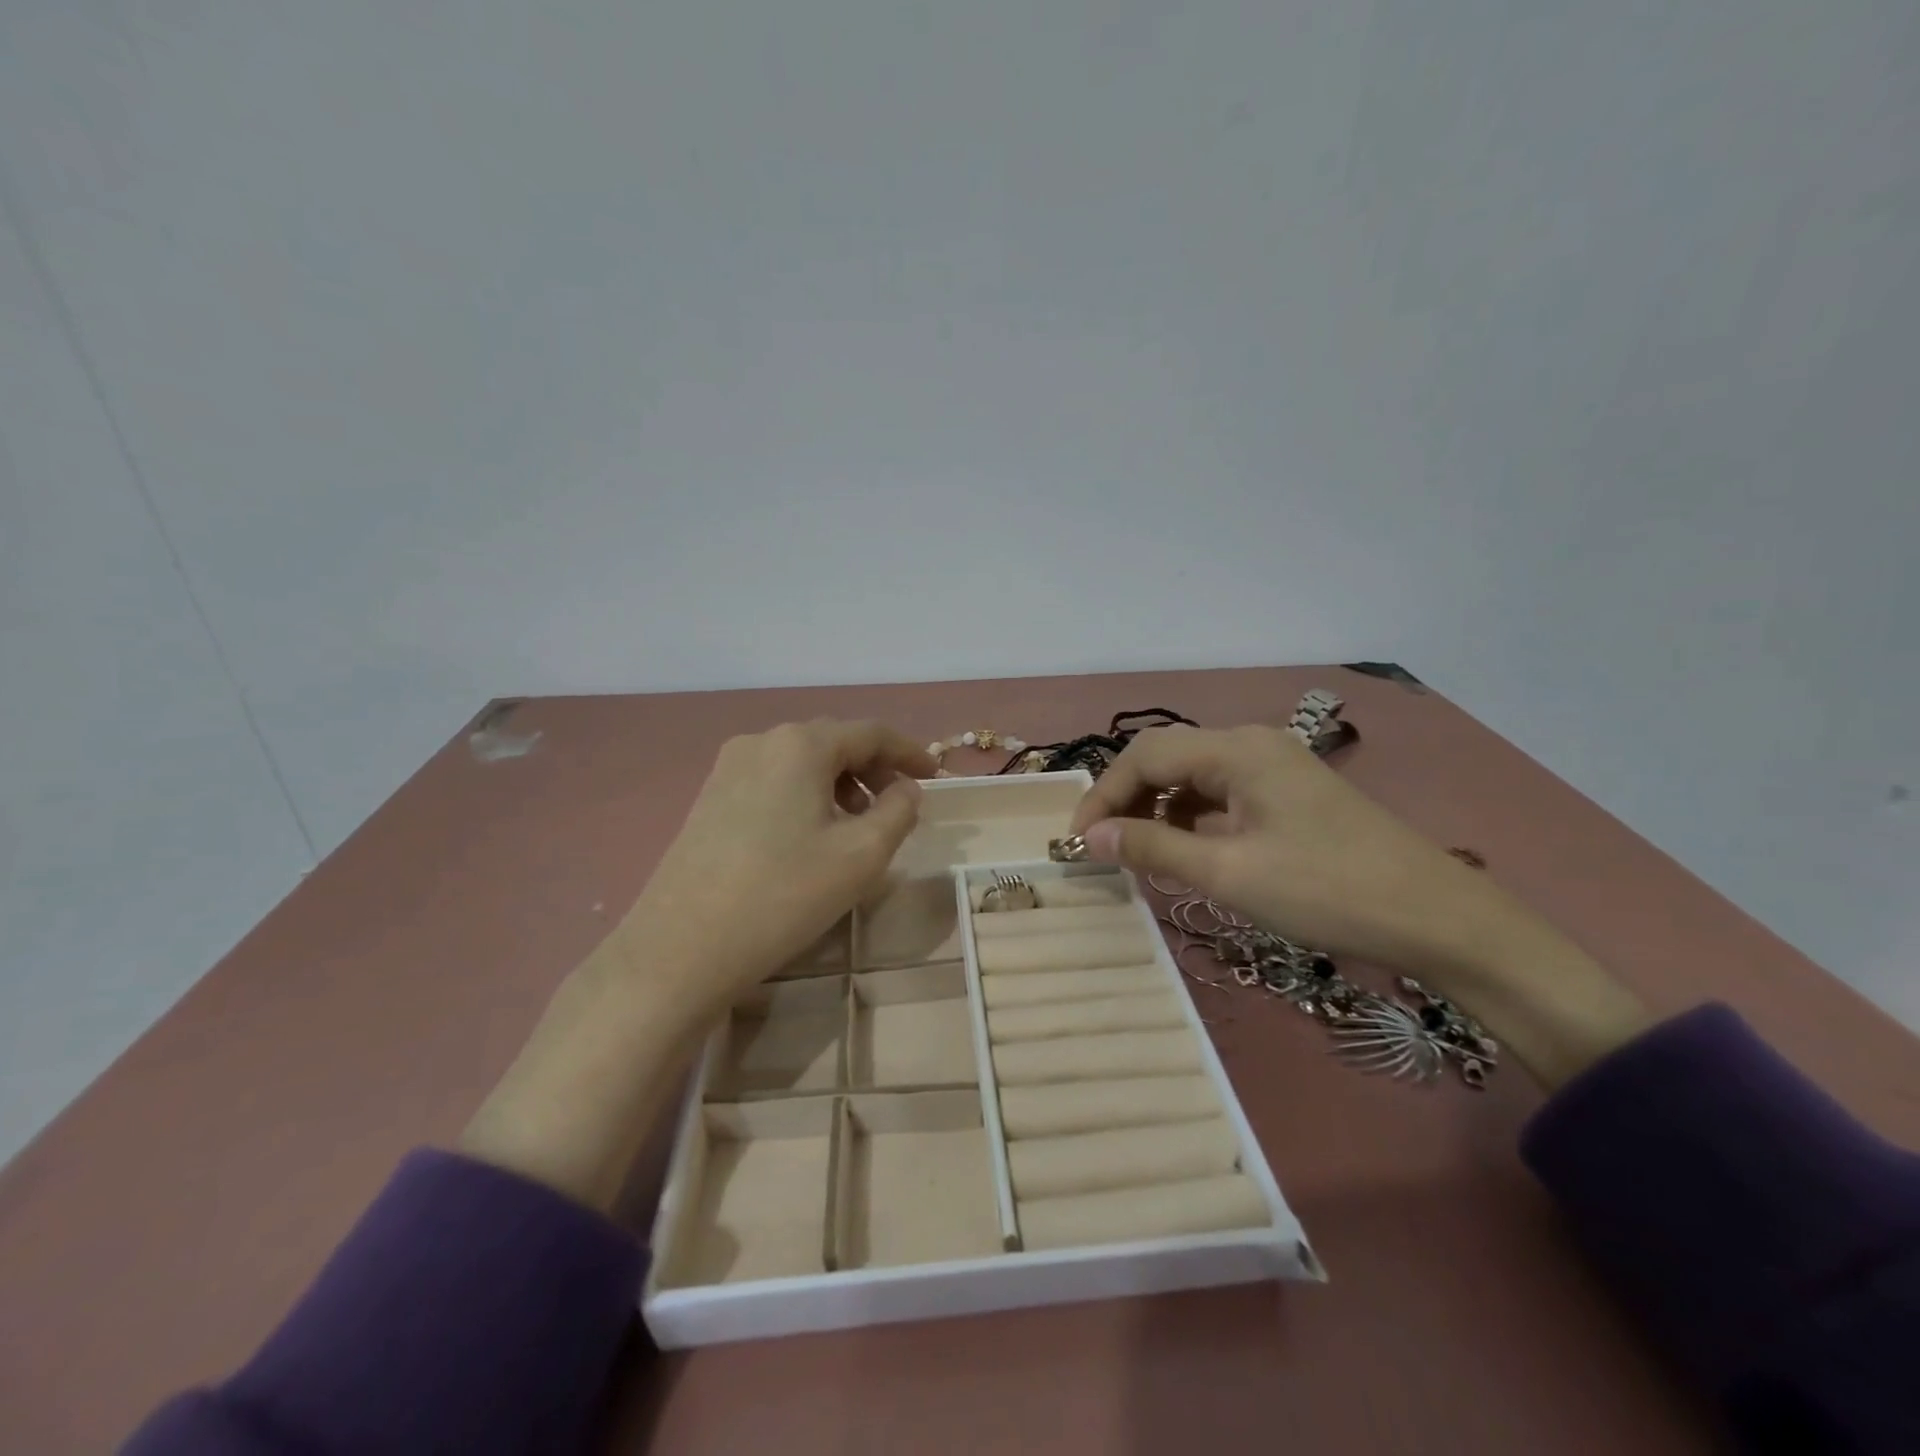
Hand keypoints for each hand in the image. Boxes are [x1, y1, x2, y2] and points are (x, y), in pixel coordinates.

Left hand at [461, 719, 930, 1209]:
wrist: (680, 950)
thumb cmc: (782, 896)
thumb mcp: (861, 856)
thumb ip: (898, 812)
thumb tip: (905, 789)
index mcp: (800, 744)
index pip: (871, 733)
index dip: (910, 752)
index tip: (937, 776)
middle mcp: (762, 741)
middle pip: (835, 743)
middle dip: (875, 769)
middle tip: (900, 805)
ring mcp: (728, 769)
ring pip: (803, 763)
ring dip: (841, 785)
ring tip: (860, 826)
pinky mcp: (710, 798)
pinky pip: (775, 782)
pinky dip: (808, 797)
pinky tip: (814, 836)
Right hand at [1070, 724, 1647, 1086]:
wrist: (1439, 919)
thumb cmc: (1327, 891)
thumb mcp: (1228, 871)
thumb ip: (1151, 845)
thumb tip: (1088, 835)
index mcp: (1236, 749)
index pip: (1144, 756)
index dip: (1101, 794)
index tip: (1077, 841)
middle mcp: (1252, 744)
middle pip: (1167, 758)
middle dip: (1126, 799)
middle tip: (1103, 847)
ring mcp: (1276, 767)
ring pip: (1194, 777)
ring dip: (1158, 809)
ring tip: (1140, 853)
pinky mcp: (1291, 795)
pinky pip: (1222, 794)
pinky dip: (1193, 818)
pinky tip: (1190, 850)